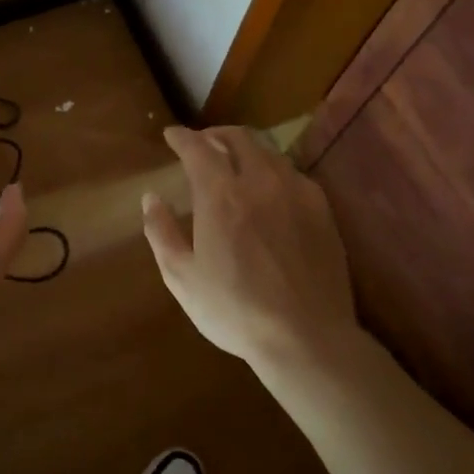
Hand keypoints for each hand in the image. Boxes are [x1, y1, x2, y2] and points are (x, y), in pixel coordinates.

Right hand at [140, 125, 360, 368]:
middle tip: (201, 144)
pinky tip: (269, 190)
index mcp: (221, 195)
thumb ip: (161, 232)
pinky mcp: (322, 211)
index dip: (182, 137)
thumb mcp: (181, 277)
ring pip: (269, 152)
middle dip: (215, 135)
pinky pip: (293, 174)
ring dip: (245, 149)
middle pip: (238, 138)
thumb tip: (151, 198)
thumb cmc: (234, 310)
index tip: (171, 135)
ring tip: (234, 163)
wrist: (306, 338)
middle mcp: (260, 182)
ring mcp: (296, 193)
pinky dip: (272, 170)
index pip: (198, 148)